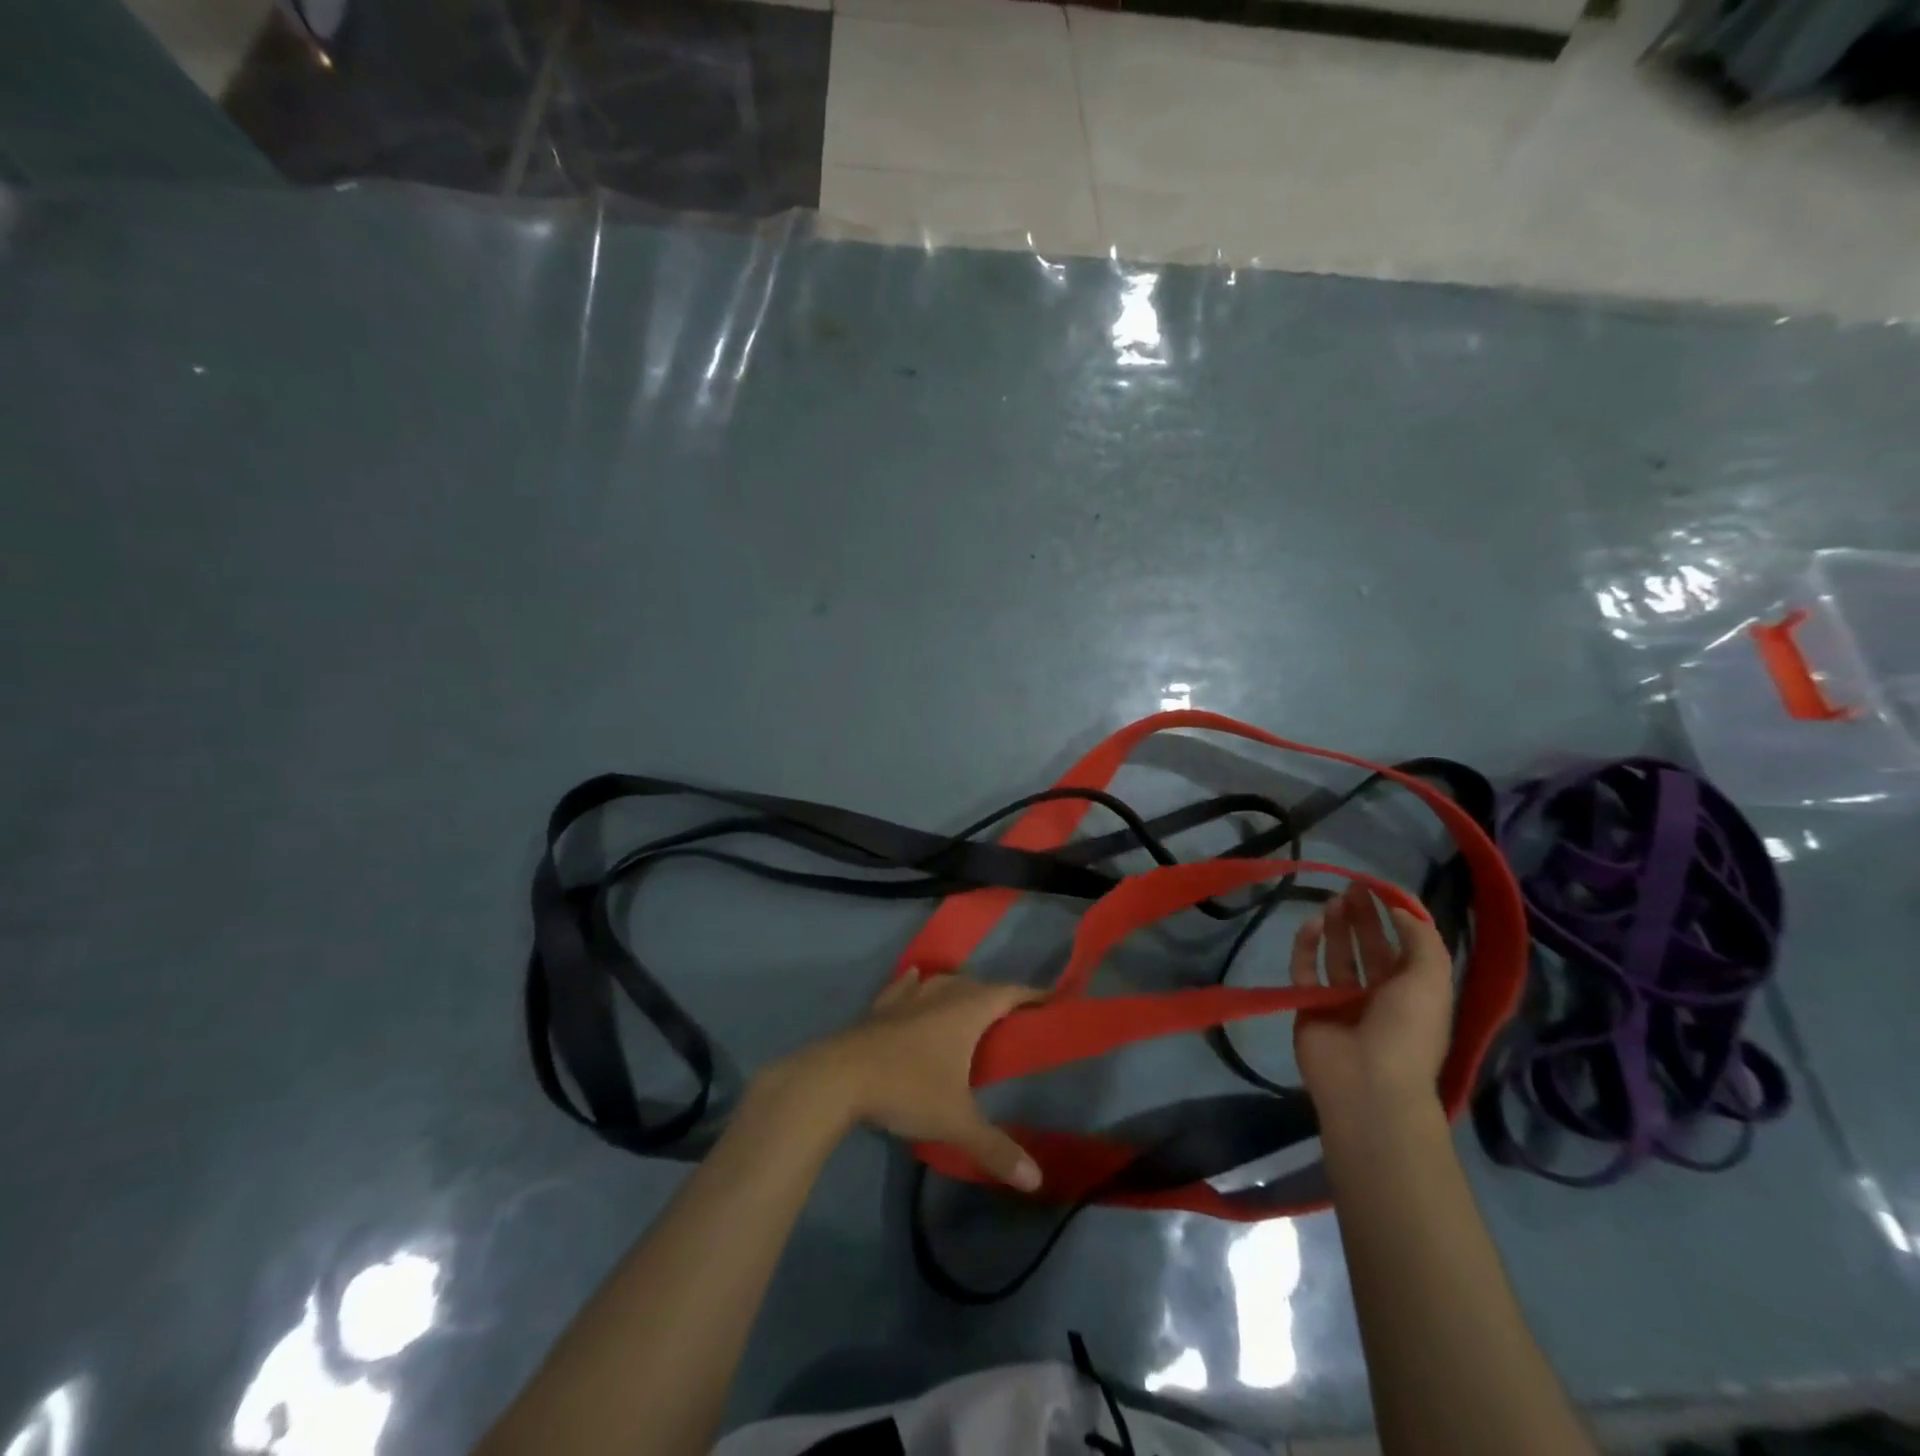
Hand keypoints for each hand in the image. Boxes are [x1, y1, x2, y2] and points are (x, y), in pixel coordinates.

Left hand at [763, 971, 1044, 1190]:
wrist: (838, 1077)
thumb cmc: (906, 1090)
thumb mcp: (956, 1123)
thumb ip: (996, 1149)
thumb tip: (1037, 1180)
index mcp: (965, 1012)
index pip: (1008, 993)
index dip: (1031, 995)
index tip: (1051, 998)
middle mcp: (940, 995)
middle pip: (976, 985)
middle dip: (997, 995)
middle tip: (1012, 1014)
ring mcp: (906, 998)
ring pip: (941, 982)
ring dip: (959, 987)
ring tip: (969, 1000)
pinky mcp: (879, 1007)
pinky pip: (905, 987)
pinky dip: (916, 984)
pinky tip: (915, 979)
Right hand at [1292, 885, 1453, 1114]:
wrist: (1367, 1084)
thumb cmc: (1407, 1031)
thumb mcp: (1431, 980)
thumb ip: (1421, 939)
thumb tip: (1402, 908)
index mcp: (1414, 993)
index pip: (1405, 947)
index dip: (1396, 917)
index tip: (1382, 888)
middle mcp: (1379, 995)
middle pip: (1370, 947)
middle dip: (1364, 917)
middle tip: (1353, 887)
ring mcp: (1342, 1001)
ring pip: (1338, 955)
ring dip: (1337, 927)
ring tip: (1334, 899)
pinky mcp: (1309, 1004)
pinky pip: (1305, 969)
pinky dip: (1306, 946)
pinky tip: (1311, 924)